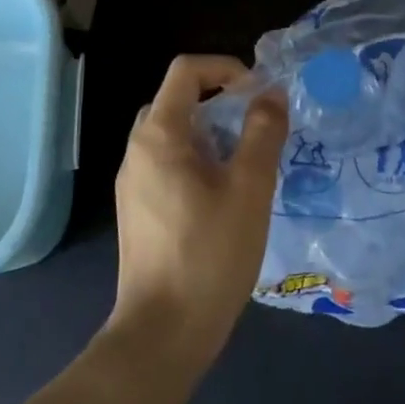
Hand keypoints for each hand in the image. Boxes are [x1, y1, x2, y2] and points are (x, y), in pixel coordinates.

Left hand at [108, 56, 287, 365]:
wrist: (162, 335)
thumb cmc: (209, 254)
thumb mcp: (249, 188)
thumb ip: (263, 132)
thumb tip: (271, 94)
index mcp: (158, 136)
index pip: (186, 70)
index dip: (225, 68)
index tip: (257, 94)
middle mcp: (137, 151)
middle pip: (177, 100)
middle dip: (219, 101)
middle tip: (254, 127)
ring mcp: (132, 183)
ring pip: (172, 134)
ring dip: (210, 132)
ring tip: (245, 162)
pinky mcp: (137, 210)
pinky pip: (166, 163)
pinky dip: (196, 159)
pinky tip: (223, 195)